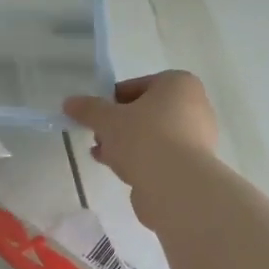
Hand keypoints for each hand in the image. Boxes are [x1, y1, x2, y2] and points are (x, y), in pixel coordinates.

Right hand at [63, 71, 218, 191]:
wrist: (176, 185)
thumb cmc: (144, 138)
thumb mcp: (107, 120)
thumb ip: (88, 109)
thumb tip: (70, 102)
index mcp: (179, 84)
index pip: (138, 85)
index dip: (111, 100)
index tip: (95, 115)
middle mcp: (195, 105)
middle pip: (146, 111)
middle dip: (119, 123)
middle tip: (97, 135)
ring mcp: (198, 136)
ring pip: (153, 134)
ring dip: (127, 142)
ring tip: (102, 155)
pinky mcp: (194, 163)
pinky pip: (161, 154)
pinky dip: (141, 158)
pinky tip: (119, 169)